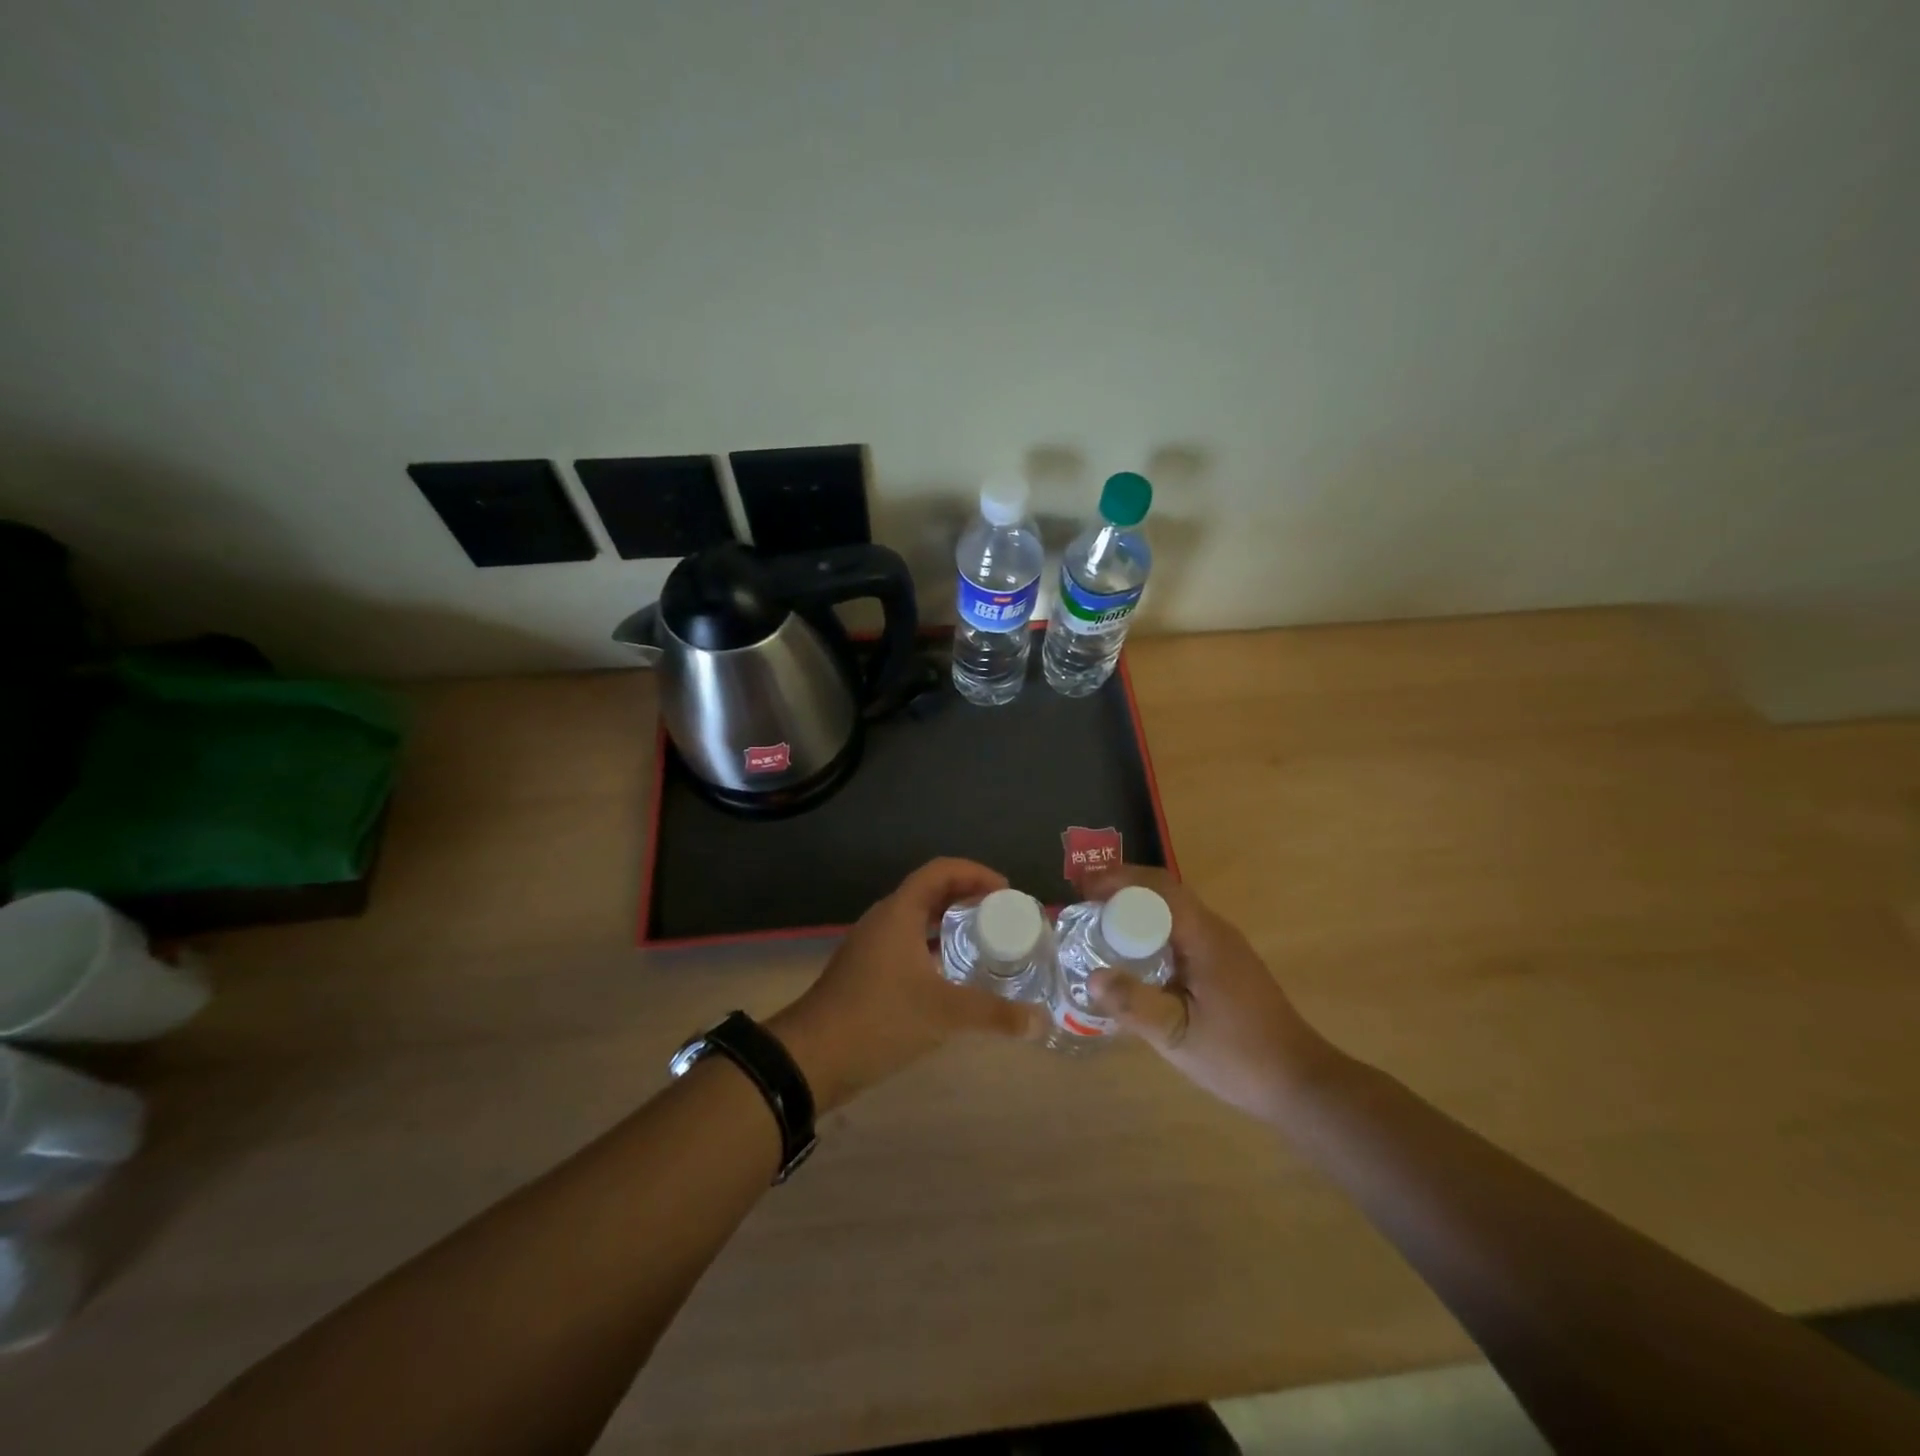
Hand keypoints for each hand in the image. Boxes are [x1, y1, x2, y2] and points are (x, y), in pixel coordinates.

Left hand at [768, 858, 1046, 1110]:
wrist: (811, 1058)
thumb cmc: (879, 1019)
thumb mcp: (943, 1014)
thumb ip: (993, 1014)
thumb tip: (1040, 1022)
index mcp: (899, 912)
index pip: (941, 871)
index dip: (976, 873)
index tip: (1006, 892)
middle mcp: (883, 919)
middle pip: (930, 891)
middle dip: (967, 896)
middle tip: (1001, 916)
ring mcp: (871, 945)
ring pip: (916, 919)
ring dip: (948, 922)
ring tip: (983, 941)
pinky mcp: (865, 971)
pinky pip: (906, 943)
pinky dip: (933, 946)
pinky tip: (952, 975)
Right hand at [1081, 865, 1338, 1122]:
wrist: (1300, 1082)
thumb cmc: (1238, 1056)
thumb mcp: (1177, 1035)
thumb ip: (1134, 1004)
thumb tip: (1091, 977)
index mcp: (1205, 937)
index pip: (1158, 887)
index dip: (1118, 880)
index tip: (1082, 889)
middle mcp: (1216, 930)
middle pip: (1164, 893)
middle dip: (1122, 891)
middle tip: (1083, 905)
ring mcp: (1224, 947)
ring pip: (1174, 912)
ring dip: (1137, 910)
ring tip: (1099, 926)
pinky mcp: (1226, 965)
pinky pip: (1182, 932)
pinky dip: (1152, 931)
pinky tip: (1134, 958)